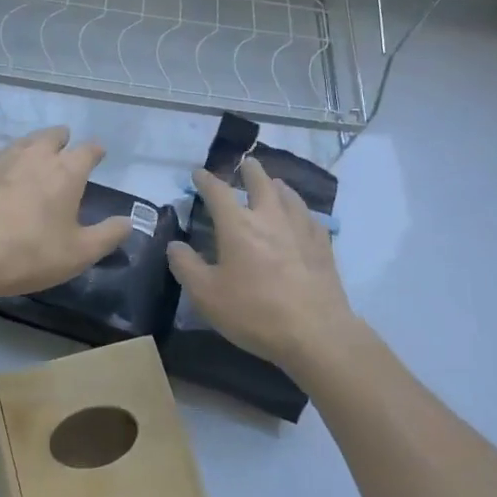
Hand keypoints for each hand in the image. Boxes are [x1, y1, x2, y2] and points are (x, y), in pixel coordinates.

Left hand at [0, 127, 132, 301]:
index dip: (96, 151)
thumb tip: (129, 222)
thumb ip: (108, 235)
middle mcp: (37, 155)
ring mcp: (4, 159)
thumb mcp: (78, 254)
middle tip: (67, 151)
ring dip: (36, 145)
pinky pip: (1, 155)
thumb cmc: (29, 254)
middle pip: (54, 135)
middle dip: (64, 140)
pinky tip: (6, 172)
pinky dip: (10, 159)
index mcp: (67, 171)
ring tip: (39, 157)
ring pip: (26, 141)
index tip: (99, 155)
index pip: (88, 150)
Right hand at [166, 159, 356, 378]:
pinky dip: (300, 210)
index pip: (218, 192)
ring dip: (278, 185)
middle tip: (246, 164)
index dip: (206, 180)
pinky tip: (301, 217)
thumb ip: (186, 266)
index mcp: (237, 225)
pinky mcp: (322, 245)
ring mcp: (300, 228)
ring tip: (274, 183)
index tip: (198, 173)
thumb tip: (174, 245)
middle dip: (250, 171)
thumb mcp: (206, 295)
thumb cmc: (254, 311)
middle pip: (261, 182)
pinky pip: (310, 217)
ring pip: (289, 195)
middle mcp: (269, 217)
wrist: (315, 332)